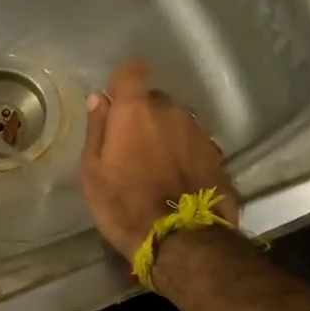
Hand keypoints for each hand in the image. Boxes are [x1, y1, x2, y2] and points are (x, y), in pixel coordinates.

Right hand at [78, 60, 237, 255]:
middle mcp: (171, 111)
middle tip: (130, 148)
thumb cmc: (123, 205)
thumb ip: (97, 130)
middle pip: (154, 100)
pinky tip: (175, 179)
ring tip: (155, 168)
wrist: (180, 239)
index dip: (122, 82)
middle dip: (142, 116)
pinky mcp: (217, 154)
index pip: (131, 71)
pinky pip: (192, 143)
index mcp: (136, 111)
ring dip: (165, 135)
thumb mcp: (92, 172)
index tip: (114, 105)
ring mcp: (198, 132)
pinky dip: (183, 153)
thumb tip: (99, 99)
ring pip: (176, 122)